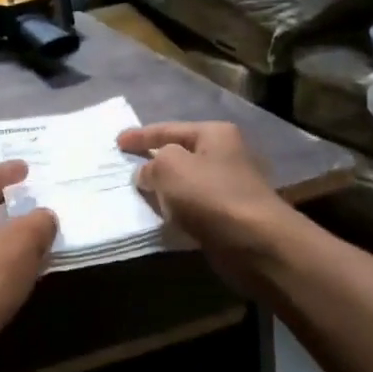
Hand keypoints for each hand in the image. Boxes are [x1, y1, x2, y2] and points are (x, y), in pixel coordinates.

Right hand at [117, 122, 288, 284]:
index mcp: (214, 134)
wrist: (254, 242)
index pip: (168, 129)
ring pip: (185, 182)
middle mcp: (225, 155)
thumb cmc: (210, 196)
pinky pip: (192, 206)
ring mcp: (229, 186)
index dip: (140, 136)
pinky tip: (160, 216)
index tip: (117, 142)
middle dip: (153, 161)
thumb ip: (151, 164)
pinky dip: (176, 209)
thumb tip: (147, 174)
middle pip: (179, 154)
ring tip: (138, 194)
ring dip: (164, 189)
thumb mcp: (170, 168)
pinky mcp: (228, 214)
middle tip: (126, 167)